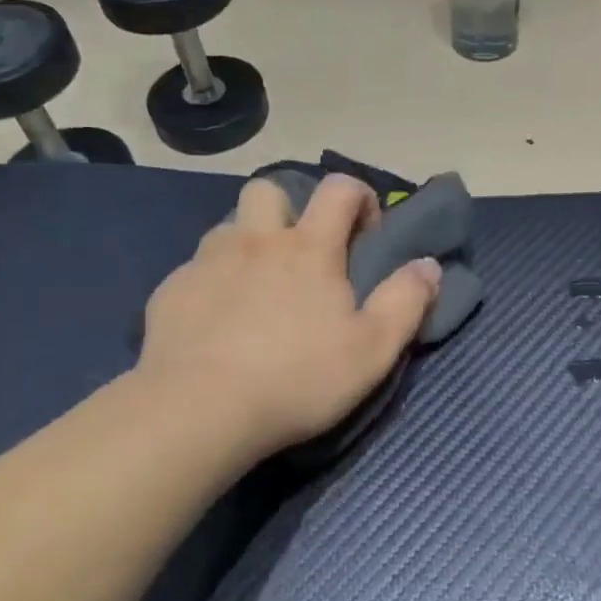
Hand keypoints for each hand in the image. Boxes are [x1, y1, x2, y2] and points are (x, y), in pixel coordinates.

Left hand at [135, 174, 441, 462]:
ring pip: (229, 228)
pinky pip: (196, 269)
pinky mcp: (171, 292)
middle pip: (269, 190)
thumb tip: (429, 265)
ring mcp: (207, 263)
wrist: (198, 412)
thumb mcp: (373, 349)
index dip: (359, 197)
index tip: (366, 233)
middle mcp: (256, 241)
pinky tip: (217, 323)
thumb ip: (407, 301)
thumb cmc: (297, 378)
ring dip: (248, 244)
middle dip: (290, 208)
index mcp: (308, 248)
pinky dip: (213, 283)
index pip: (339, 188)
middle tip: (301, 253)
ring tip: (257, 289)